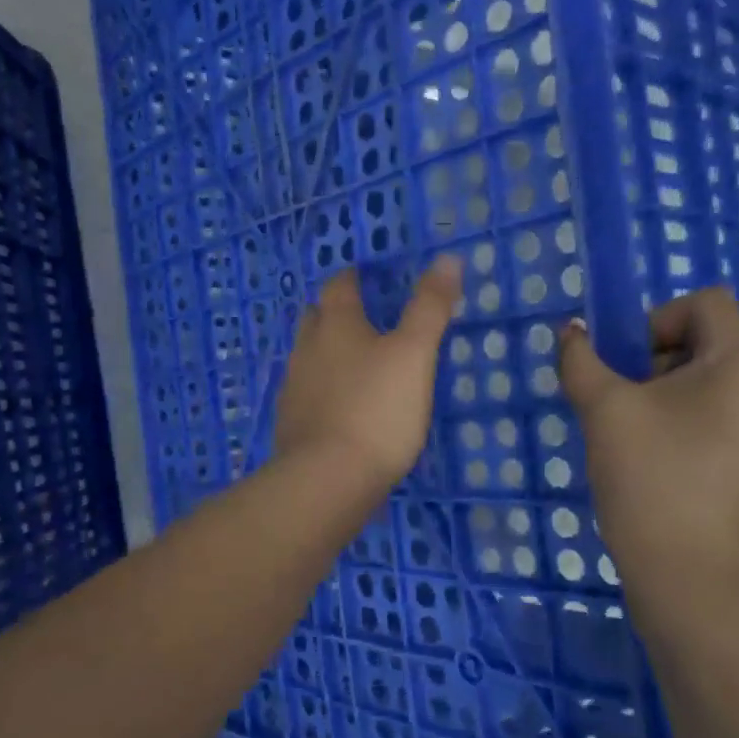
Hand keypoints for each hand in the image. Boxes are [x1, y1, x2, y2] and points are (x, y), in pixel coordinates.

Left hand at [274, 259, 462, 489]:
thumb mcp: (414, 354)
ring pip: (306, 357)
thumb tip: (447, 258)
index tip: (361, 275)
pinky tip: (337, 407)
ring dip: (324, 353)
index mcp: (336, 326)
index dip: (351, 277)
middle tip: (357, 317)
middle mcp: (307, 350)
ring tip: (350, 362)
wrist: (329, 479)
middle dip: (332, 313)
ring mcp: (293, 389)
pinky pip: (305, 395)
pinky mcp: (290, 425)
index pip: (338, 287)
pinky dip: (320, 391)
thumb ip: (430, 307)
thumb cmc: (377, 409)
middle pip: (314, 319)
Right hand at [558, 288, 738, 604]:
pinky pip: (731, 408)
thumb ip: (581, 359)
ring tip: (644, 427)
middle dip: (662, 355)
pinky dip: (696, 412)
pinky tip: (666, 451)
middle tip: (630, 398)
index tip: (630, 365)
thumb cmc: (647, 475)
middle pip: (714, 338)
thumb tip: (571, 330)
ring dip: (675, 384)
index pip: (707, 303)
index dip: (658, 320)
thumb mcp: (603, 408)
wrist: (682, 569)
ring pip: (721, 375)